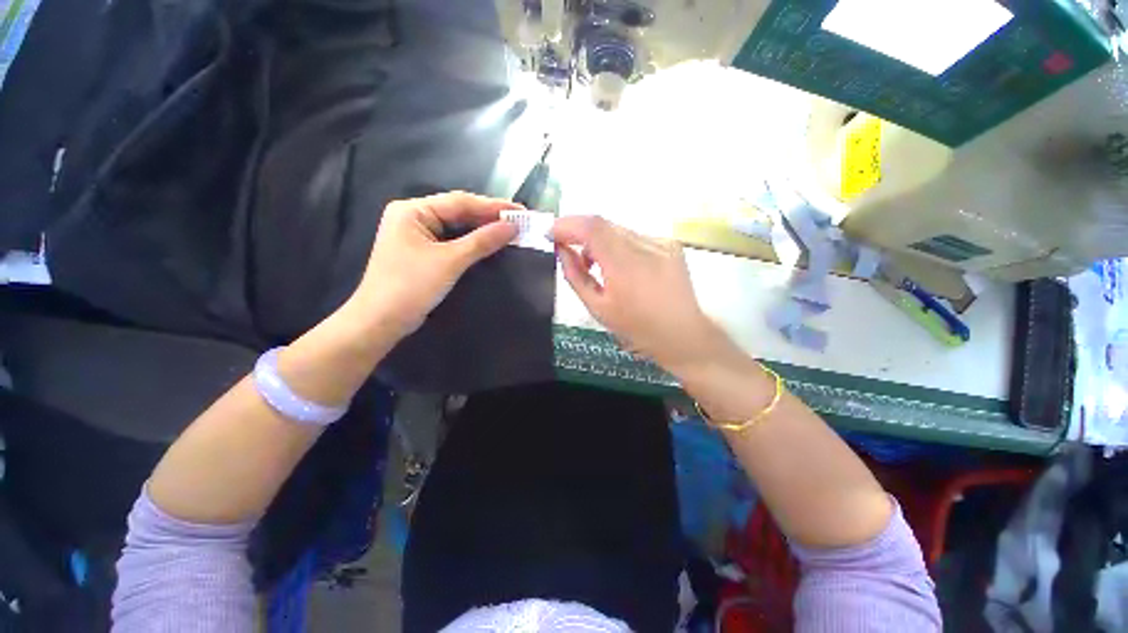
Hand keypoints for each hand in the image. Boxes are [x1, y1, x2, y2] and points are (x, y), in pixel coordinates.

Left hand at [348, 191, 519, 337]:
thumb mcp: (450, 261)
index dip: (493, 206)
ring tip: (510, 229)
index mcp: (413, 210)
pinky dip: (472, 242)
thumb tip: (513, 227)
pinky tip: (490, 242)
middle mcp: (413, 217)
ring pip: (457, 227)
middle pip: (458, 212)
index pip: (460, 202)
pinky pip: (453, 241)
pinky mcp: (423, 252)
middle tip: (519, 220)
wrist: (381, 321)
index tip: (520, 211)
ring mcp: (417, 235)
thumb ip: (482, 241)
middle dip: (489, 217)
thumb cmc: (411, 286)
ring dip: (482, 229)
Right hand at [551, 215, 728, 374]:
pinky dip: (619, 246)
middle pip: (603, 224)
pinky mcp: (670, 244)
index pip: (591, 227)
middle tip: (567, 248)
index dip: (566, 225)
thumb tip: (561, 250)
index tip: (550, 234)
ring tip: (595, 264)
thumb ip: (575, 275)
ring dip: (599, 241)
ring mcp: (661, 242)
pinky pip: (635, 237)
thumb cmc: (636, 328)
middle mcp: (645, 245)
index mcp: (625, 265)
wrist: (683, 335)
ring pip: (618, 230)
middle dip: (579, 232)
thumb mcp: (598, 308)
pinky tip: (621, 266)